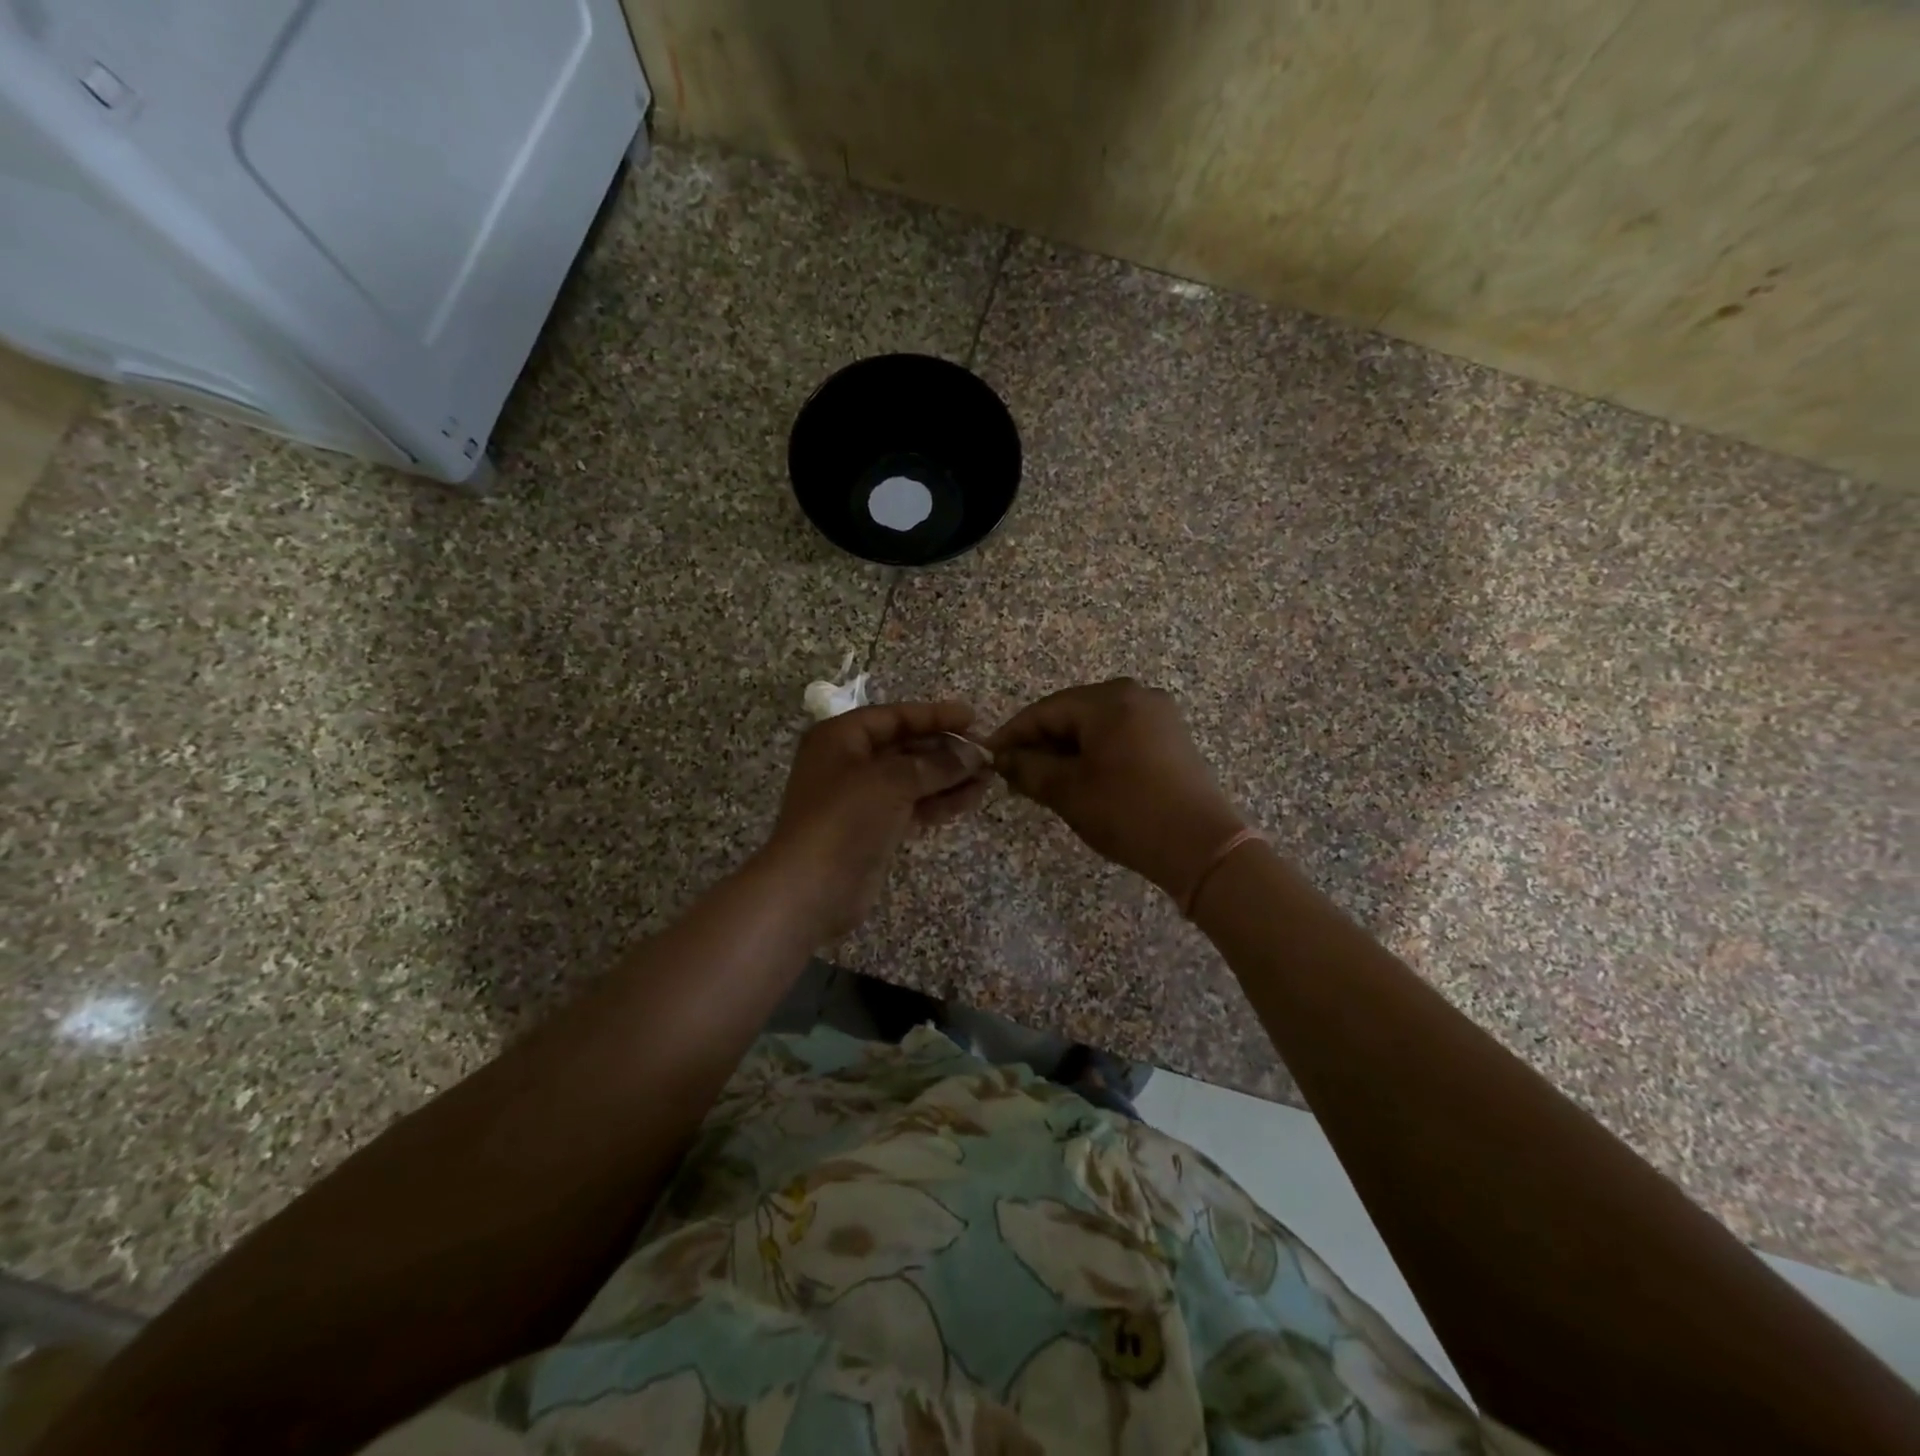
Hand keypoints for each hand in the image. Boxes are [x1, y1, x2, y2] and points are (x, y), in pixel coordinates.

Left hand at [762, 702, 990, 941]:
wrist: (810, 889)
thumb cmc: (844, 819)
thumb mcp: (891, 781)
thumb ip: (936, 764)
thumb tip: (975, 754)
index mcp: (841, 738)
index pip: (895, 716)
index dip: (935, 716)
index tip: (972, 718)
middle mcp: (850, 762)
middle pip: (906, 747)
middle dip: (946, 750)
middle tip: (987, 753)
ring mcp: (862, 798)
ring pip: (913, 779)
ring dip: (949, 777)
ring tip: (988, 778)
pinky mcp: (874, 828)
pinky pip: (912, 805)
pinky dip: (939, 802)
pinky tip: (970, 800)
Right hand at [986, 679, 1246, 898]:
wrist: (1202, 847)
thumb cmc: (1128, 812)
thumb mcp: (1068, 791)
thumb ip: (1028, 768)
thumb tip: (1002, 758)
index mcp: (1109, 700)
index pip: (1045, 710)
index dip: (1013, 734)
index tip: (988, 757)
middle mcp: (1135, 695)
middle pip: (1071, 714)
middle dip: (1040, 743)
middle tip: (1013, 775)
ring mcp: (1158, 715)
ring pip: (1095, 726)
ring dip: (1066, 751)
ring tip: (1042, 782)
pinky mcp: (1171, 737)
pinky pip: (1119, 736)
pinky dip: (1094, 754)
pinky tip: (1079, 779)